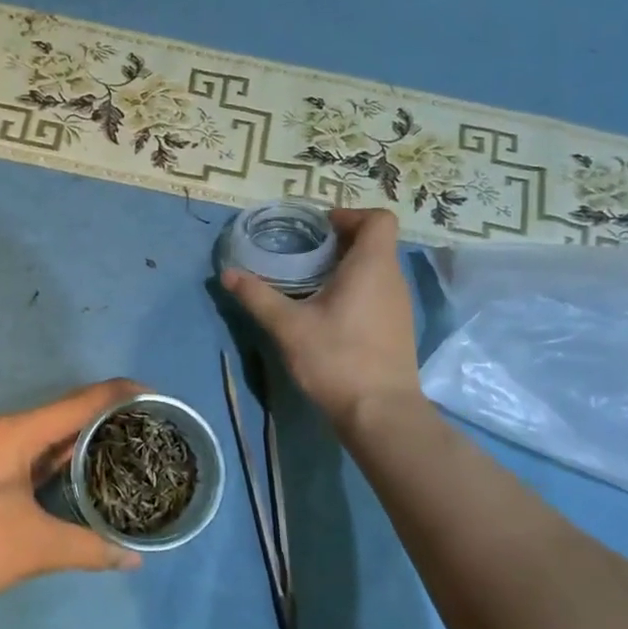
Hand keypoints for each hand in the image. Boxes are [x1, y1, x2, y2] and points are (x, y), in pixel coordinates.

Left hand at [0, 378, 143, 612]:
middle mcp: (1, 430)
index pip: (80, 402)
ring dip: (79, 439)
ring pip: (44, 435)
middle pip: (63, 414)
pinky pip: (27, 452)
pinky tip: (76, 475)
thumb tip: (135, 559)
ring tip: (120, 447)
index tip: (155, 396)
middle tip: (145, 428)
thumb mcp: (37, 547)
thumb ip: (90, 547)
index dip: (119, 394)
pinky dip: (56, 458)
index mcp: (16, 432)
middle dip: (104, 418)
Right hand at [221, 208, 420, 431]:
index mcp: (372, 265)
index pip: (378, 218)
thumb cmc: (337, 358)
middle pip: (375, 242)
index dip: (350, 215)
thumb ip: (258, 296)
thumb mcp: (288, 326)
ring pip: (377, 269)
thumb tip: (228, 273)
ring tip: (311, 283)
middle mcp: (393, 279)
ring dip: (348, 267)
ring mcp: (400, 305)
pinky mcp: (397, 328)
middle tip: (305, 254)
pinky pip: (379, 292)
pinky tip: (329, 314)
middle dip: (341, 241)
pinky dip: (357, 290)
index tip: (319, 229)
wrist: (380, 412)